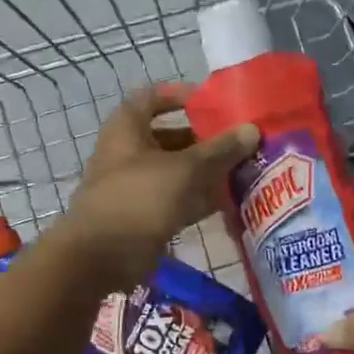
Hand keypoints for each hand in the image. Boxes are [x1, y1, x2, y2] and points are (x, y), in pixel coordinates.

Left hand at [57, 83, 258, 288]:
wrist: (101, 256)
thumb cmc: (140, 198)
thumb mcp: (185, 169)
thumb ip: (220, 149)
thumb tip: (252, 130)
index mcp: (127, 128)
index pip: (153, 97)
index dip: (182, 96)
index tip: (214, 104)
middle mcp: (127, 152)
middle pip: (169, 137)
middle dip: (204, 139)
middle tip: (239, 142)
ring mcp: (134, 185)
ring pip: (175, 171)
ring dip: (205, 171)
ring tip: (242, 170)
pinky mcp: (142, 215)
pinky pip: (174, 199)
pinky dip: (197, 198)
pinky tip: (228, 201)